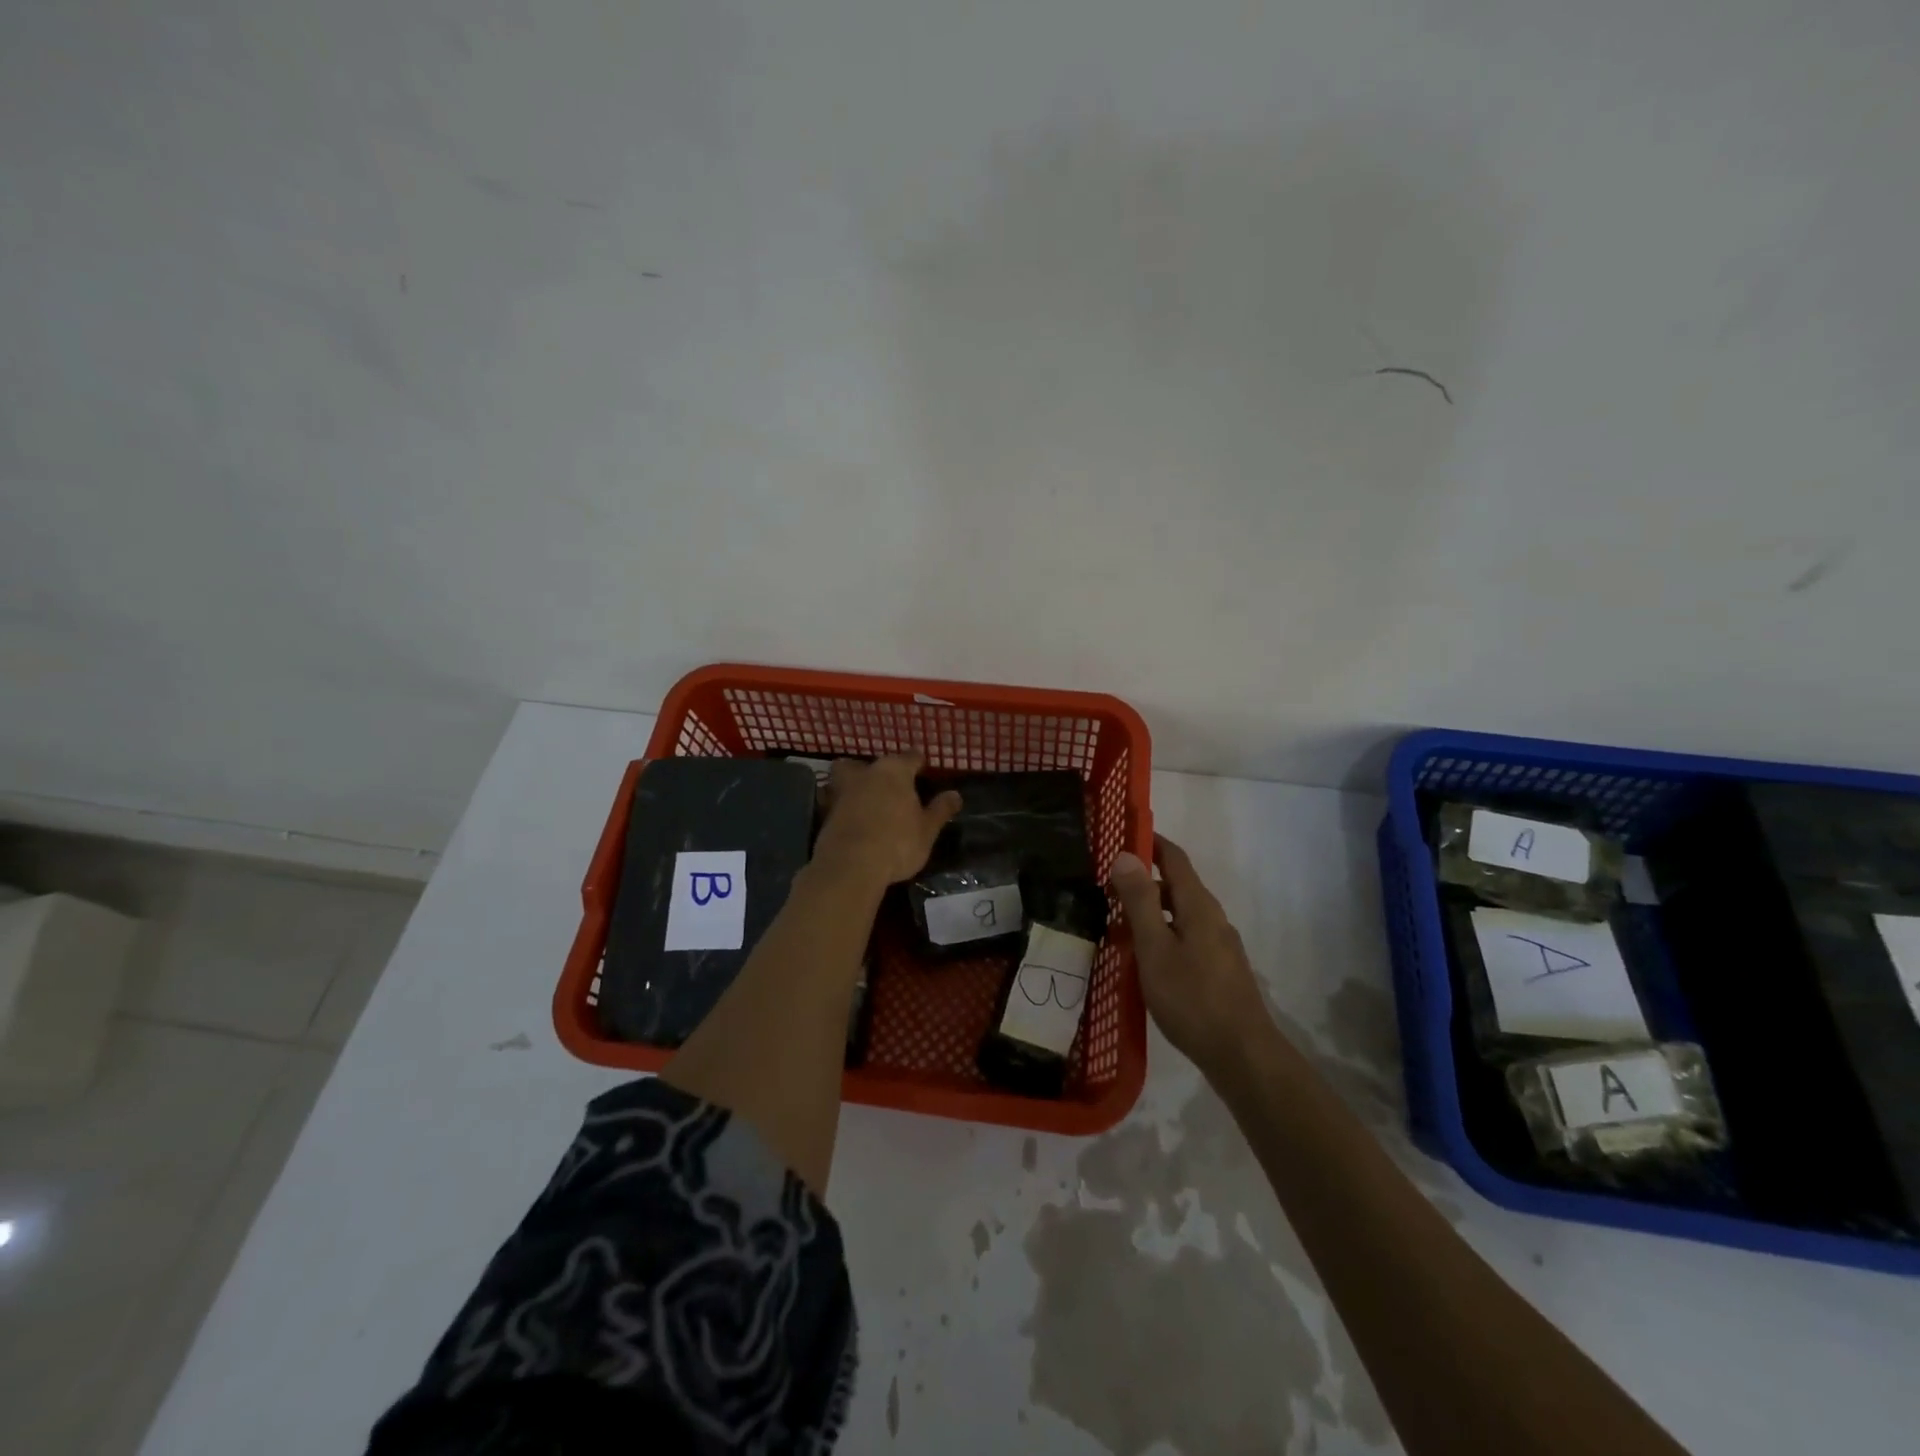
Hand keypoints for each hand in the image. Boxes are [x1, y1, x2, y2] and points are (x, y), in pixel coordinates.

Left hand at [812, 754, 962, 888]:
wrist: (850, 866)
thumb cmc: (897, 843)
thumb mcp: (927, 830)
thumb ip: (939, 810)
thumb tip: (955, 795)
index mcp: (894, 771)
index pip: (910, 757)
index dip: (918, 762)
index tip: (922, 768)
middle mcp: (866, 773)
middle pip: (869, 763)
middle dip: (876, 770)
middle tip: (888, 785)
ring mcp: (842, 791)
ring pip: (846, 778)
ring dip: (855, 785)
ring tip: (868, 802)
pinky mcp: (825, 812)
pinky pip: (837, 802)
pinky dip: (844, 807)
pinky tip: (853, 821)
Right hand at [1109, 835, 1268, 1072]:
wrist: (1242, 1055)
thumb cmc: (1192, 998)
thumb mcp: (1155, 948)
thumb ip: (1140, 901)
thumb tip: (1126, 855)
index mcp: (1198, 905)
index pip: (1174, 857)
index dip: (1149, 841)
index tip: (1120, 833)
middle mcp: (1212, 917)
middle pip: (1177, 884)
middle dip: (1143, 878)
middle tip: (1105, 883)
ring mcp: (1219, 945)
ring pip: (1180, 913)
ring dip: (1150, 908)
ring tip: (1115, 920)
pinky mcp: (1219, 969)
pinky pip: (1185, 936)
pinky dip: (1161, 932)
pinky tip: (1143, 956)